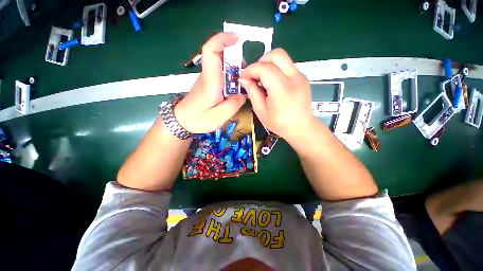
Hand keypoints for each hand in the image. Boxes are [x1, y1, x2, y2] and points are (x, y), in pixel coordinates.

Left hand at [174, 33, 246, 132]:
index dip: (222, 39)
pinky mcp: (209, 83)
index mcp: (210, 81)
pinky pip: (221, 74)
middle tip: (246, 73)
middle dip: (236, 58)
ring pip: (222, 65)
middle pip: (220, 55)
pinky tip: (235, 88)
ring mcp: (208, 78)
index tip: (236, 39)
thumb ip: (233, 105)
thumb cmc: (198, 119)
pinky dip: (231, 76)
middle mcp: (208, 76)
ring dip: (235, 68)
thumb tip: (243, 93)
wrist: (182, 121)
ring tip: (242, 83)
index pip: (211, 51)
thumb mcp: (219, 117)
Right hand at [239, 48, 314, 141]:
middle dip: (261, 61)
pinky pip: (286, 66)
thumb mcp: (261, 111)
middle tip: (254, 75)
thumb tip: (243, 79)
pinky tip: (272, 83)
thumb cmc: (279, 124)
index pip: (264, 68)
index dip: (250, 70)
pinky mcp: (302, 77)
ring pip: (282, 58)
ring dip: (268, 64)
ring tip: (262, 79)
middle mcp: (294, 78)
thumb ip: (252, 93)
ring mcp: (300, 76)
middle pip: (276, 54)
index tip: (243, 77)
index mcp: (282, 89)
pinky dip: (276, 69)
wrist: (301, 127)